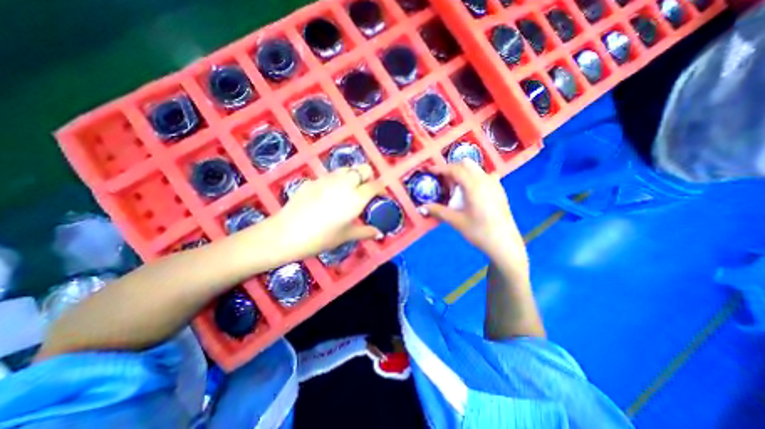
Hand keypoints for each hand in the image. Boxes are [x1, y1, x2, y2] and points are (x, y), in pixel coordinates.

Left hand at [274, 163, 384, 259]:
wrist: (287, 233)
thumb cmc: (321, 238)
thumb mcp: (346, 236)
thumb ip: (365, 232)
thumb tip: (379, 233)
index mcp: (356, 197)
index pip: (375, 185)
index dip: (381, 189)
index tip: (381, 197)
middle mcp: (344, 183)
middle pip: (363, 168)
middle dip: (368, 177)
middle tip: (365, 191)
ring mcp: (327, 179)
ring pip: (347, 169)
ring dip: (352, 176)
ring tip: (348, 191)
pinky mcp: (313, 180)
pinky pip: (330, 175)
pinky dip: (336, 181)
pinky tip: (329, 195)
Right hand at [421, 159, 530, 269]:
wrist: (504, 244)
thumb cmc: (479, 232)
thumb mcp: (456, 221)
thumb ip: (438, 211)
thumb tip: (421, 208)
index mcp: (474, 185)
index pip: (455, 169)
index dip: (441, 168)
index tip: (430, 171)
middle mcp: (485, 180)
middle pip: (466, 164)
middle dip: (452, 168)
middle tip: (442, 180)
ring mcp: (495, 184)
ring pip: (476, 169)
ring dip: (463, 172)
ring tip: (456, 187)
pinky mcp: (500, 190)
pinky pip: (486, 176)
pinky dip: (475, 177)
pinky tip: (472, 190)